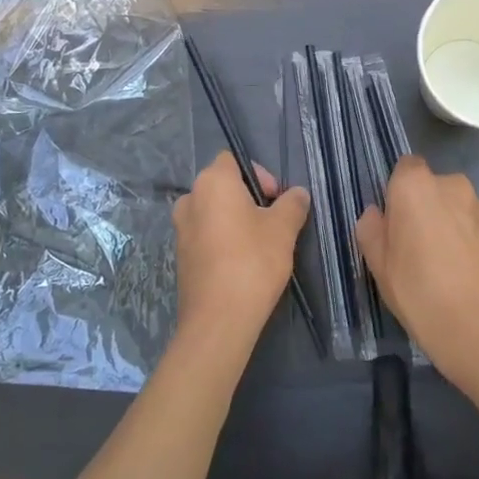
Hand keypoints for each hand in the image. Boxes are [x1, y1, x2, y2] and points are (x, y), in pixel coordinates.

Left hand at [172, 153, 309, 351]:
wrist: (218, 319)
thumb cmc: (253, 261)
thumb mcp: (284, 229)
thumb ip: (293, 204)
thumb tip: (298, 194)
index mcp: (212, 182)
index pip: (233, 160)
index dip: (259, 173)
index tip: (276, 198)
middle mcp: (190, 199)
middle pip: (223, 185)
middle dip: (249, 197)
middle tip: (273, 220)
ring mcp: (181, 229)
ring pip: (213, 212)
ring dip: (235, 219)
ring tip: (260, 243)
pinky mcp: (181, 255)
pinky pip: (205, 234)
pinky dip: (223, 239)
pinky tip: (242, 262)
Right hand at [356, 156, 478, 389]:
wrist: (474, 326)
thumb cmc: (416, 288)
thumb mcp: (377, 262)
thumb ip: (371, 228)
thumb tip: (377, 214)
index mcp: (416, 185)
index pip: (405, 167)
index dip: (398, 190)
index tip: (393, 219)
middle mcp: (452, 186)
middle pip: (432, 186)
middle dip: (424, 206)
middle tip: (414, 244)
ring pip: (456, 207)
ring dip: (448, 222)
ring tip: (442, 262)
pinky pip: (474, 227)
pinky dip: (467, 240)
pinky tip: (462, 272)